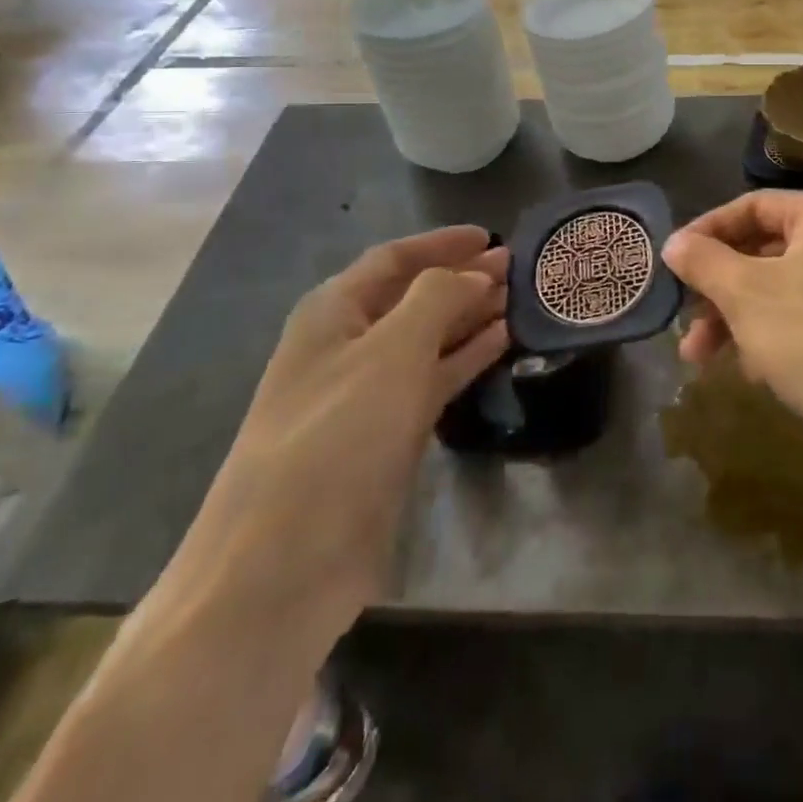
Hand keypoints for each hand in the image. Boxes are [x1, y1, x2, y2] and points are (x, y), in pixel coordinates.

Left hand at [159, 227, 508, 645]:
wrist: (283, 565)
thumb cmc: (338, 436)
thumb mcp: (392, 351)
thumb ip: (438, 297)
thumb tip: (474, 273)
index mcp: (333, 312)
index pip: (393, 259)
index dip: (441, 243)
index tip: (490, 236)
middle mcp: (348, 345)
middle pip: (413, 296)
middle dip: (462, 277)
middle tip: (517, 267)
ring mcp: (368, 393)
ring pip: (428, 337)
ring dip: (471, 315)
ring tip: (519, 299)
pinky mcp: (388, 435)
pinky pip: (435, 379)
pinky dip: (467, 357)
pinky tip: (502, 342)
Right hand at [661, 192, 802, 471]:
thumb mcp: (746, 294)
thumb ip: (704, 261)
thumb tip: (673, 243)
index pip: (752, 206)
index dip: (707, 230)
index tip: (671, 259)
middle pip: (758, 249)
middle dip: (715, 285)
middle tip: (680, 311)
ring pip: (769, 289)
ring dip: (729, 317)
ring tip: (695, 355)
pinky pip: (789, 318)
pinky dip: (759, 336)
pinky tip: (744, 370)